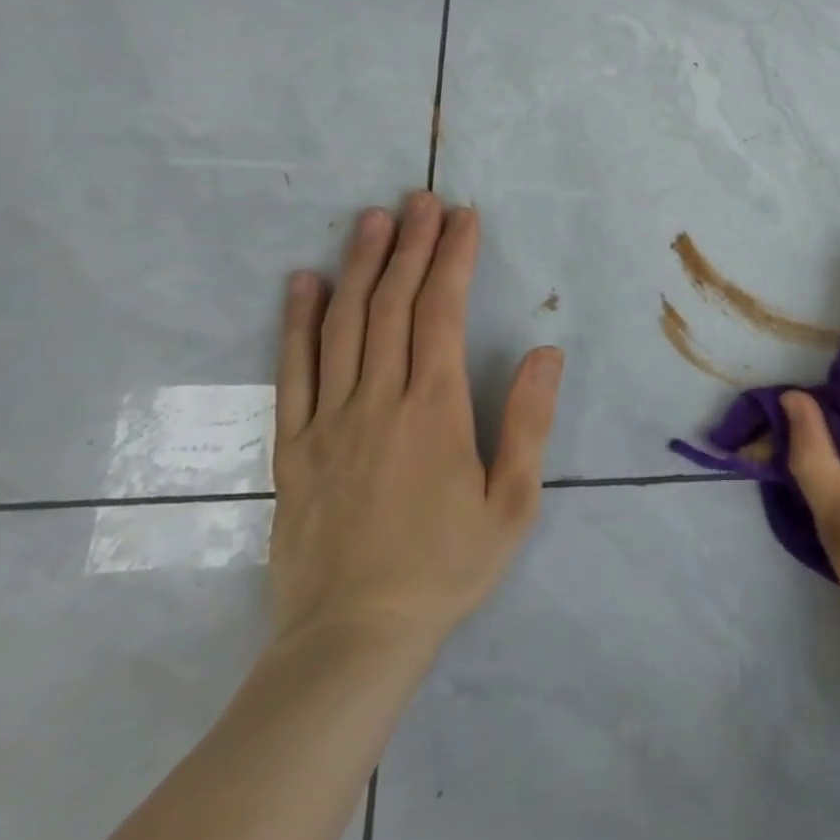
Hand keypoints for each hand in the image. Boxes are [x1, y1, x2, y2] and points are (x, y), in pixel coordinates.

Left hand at [268, 192, 563, 660]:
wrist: (351, 640)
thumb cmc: (446, 566)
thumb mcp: (512, 502)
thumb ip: (529, 421)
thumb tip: (545, 351)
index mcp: (433, 408)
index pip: (441, 311)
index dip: (452, 258)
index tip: (463, 217)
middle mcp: (378, 399)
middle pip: (393, 304)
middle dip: (411, 245)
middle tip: (421, 199)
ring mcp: (328, 420)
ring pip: (343, 325)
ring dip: (359, 265)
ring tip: (372, 219)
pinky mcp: (294, 446)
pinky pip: (293, 371)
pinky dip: (297, 322)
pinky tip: (303, 283)